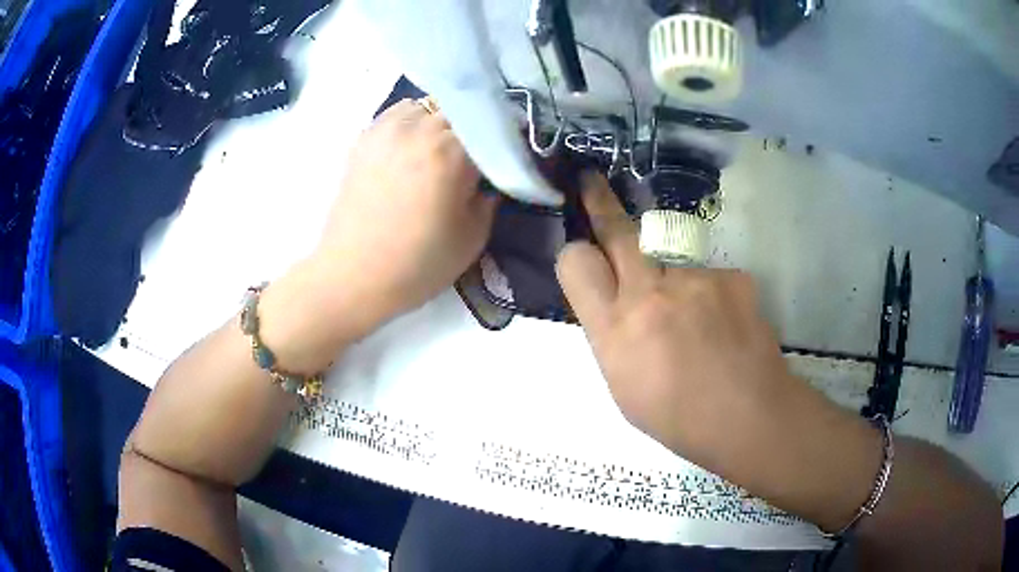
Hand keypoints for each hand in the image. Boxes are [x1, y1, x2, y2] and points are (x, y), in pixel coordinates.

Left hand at [259, 99, 496, 371]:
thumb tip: (490, 179)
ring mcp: (387, 128)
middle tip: (477, 155)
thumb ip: (490, 198)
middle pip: (462, 110)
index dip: (506, 141)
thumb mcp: (473, 237)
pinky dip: (415, 121)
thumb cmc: (418, 264)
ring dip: (443, 120)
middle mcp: (419, 128)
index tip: (510, 156)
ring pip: (430, 105)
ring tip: (444, 147)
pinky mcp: (365, 137)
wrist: (353, 276)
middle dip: (475, 128)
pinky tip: (415, 146)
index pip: (493, 127)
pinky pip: (400, 113)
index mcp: (451, 151)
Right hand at [556, 174, 806, 460]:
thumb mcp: (622, 385)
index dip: (576, 255)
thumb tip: (612, 303)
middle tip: (591, 179)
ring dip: (672, 279)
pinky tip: (724, 326)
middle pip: (617, 230)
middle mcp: (650, 292)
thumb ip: (612, 335)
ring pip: (670, 259)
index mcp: (615, 330)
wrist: (749, 416)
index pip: (576, 263)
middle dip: (600, 201)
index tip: (583, 255)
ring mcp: (695, 278)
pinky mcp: (731, 274)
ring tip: (696, 324)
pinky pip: (708, 276)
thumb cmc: (677, 417)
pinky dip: (710, 295)